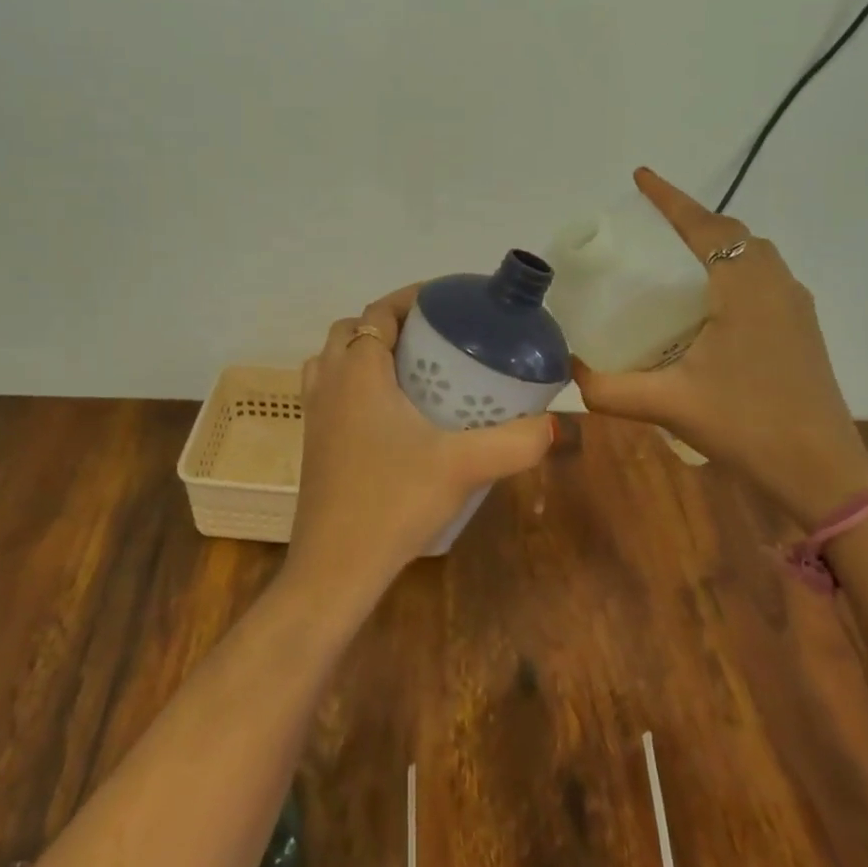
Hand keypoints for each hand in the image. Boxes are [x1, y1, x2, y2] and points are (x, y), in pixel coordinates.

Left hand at [287, 285, 555, 602]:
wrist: (334, 568)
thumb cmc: (393, 503)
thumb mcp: (463, 467)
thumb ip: (515, 441)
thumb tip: (555, 423)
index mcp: (358, 372)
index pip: (379, 312)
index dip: (410, 299)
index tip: (447, 302)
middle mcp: (328, 383)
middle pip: (351, 330)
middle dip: (389, 323)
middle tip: (433, 338)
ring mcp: (314, 414)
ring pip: (331, 359)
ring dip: (364, 351)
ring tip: (408, 369)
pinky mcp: (312, 443)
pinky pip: (328, 391)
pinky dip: (351, 383)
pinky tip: (387, 415)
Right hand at [570, 168, 867, 525]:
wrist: (823, 471)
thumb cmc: (747, 425)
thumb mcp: (668, 404)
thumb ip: (609, 389)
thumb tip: (567, 372)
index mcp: (745, 289)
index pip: (705, 227)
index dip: (671, 199)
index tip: (641, 176)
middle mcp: (776, 285)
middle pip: (733, 234)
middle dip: (693, 220)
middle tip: (651, 226)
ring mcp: (795, 307)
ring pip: (754, 255)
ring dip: (718, 244)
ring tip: (676, 257)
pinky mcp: (802, 330)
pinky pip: (764, 278)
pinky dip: (734, 270)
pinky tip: (709, 303)